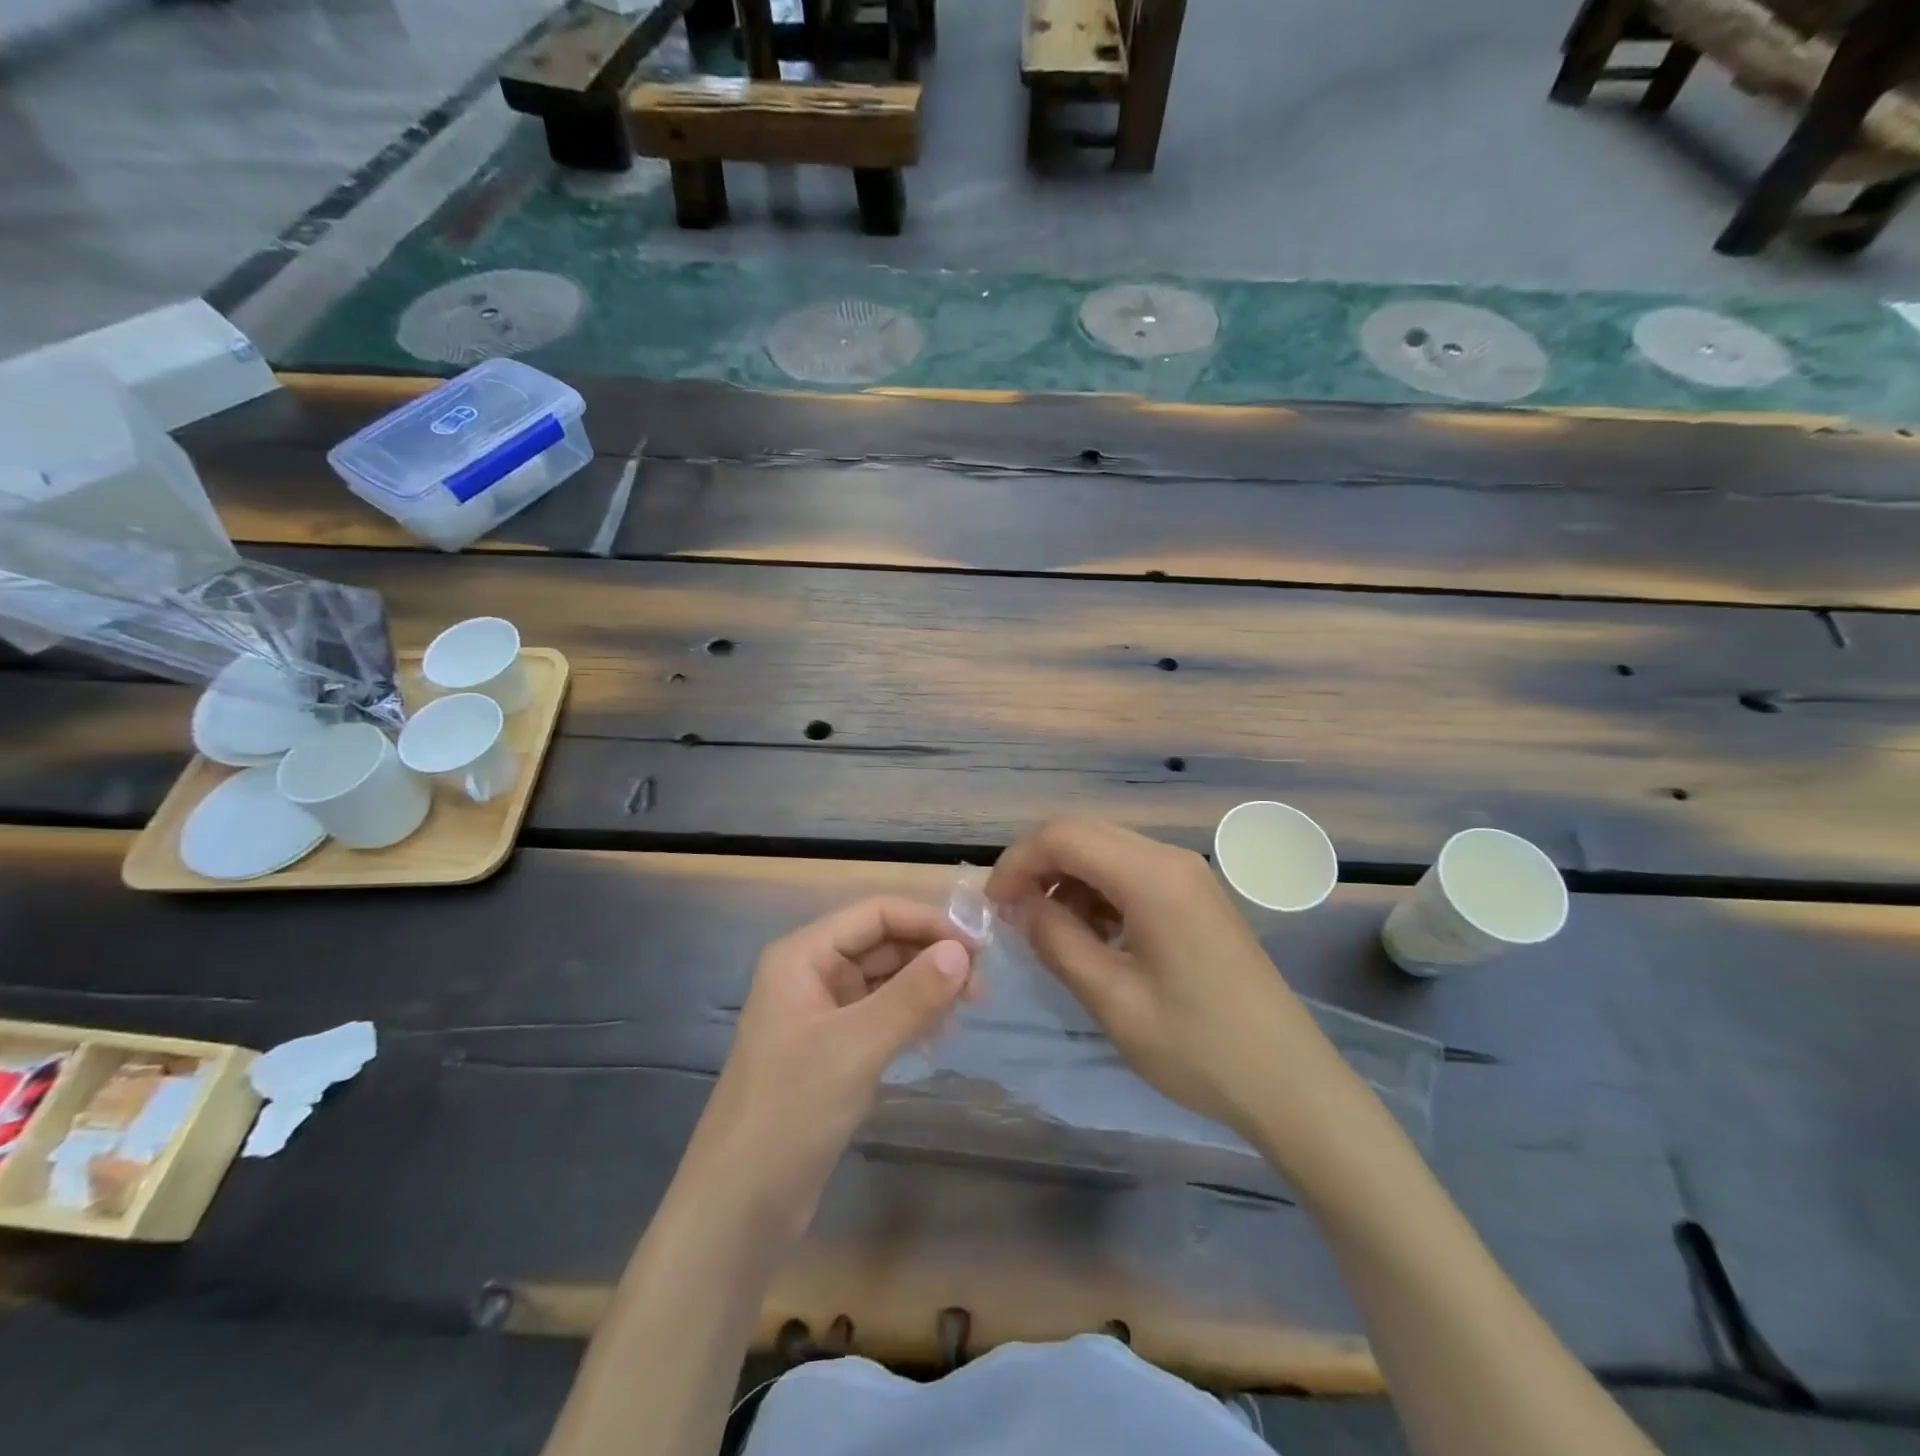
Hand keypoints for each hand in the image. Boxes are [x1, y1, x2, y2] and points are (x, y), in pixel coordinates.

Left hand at [684, 897, 973, 1241]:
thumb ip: (912, 995)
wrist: (740, 1205)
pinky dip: (910, 1017)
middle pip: (881, 943)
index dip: (928, 922)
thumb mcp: (857, 1047)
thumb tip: (963, 951)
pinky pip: (878, 1015)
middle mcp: (810, 973)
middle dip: (930, 956)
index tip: (978, 948)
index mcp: (803, 955)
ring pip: (883, 980)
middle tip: (980, 989)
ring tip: (966, 1011)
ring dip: (924, 987)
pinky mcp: (830, 1050)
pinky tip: (936, 1037)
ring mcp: (820, 1013)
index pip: (875, 913)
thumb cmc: (792, 1111)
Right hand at [986, 817, 1330, 1141]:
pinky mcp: (1196, 897)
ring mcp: (1188, 875)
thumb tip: (1018, 905)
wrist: (1289, 1083)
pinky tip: (1094, 938)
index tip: (993, 907)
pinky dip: (1097, 894)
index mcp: (1151, 876)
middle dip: (1038, 867)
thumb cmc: (1197, 1047)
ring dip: (1067, 881)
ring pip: (1105, 851)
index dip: (1017, 862)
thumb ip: (1056, 940)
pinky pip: (1131, 874)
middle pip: (1083, 833)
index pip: (1062, 835)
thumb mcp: (1112, 998)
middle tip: (1013, 917)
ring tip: (1051, 934)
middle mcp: (1170, 859)